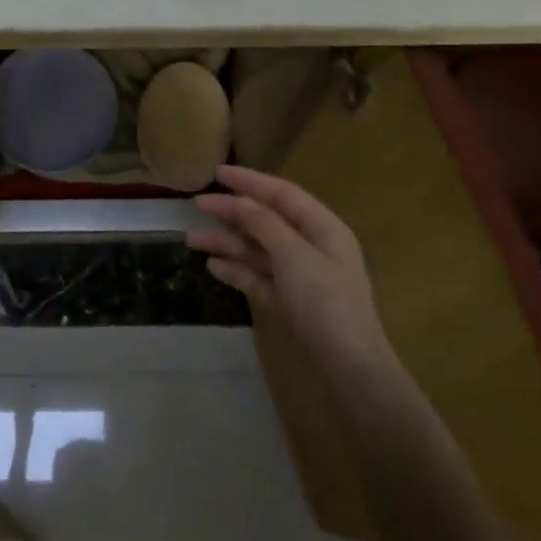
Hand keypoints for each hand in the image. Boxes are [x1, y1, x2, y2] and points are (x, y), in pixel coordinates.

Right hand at [187, 165, 392, 373]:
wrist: (348, 368)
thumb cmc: (326, 303)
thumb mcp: (295, 257)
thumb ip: (265, 225)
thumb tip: (240, 200)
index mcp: (323, 229)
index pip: (282, 194)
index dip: (250, 181)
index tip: (217, 173)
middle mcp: (311, 247)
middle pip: (266, 221)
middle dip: (232, 213)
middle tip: (196, 206)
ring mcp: (299, 276)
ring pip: (258, 250)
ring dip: (228, 243)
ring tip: (193, 241)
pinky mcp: (288, 301)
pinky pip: (258, 277)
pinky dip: (236, 270)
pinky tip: (213, 267)